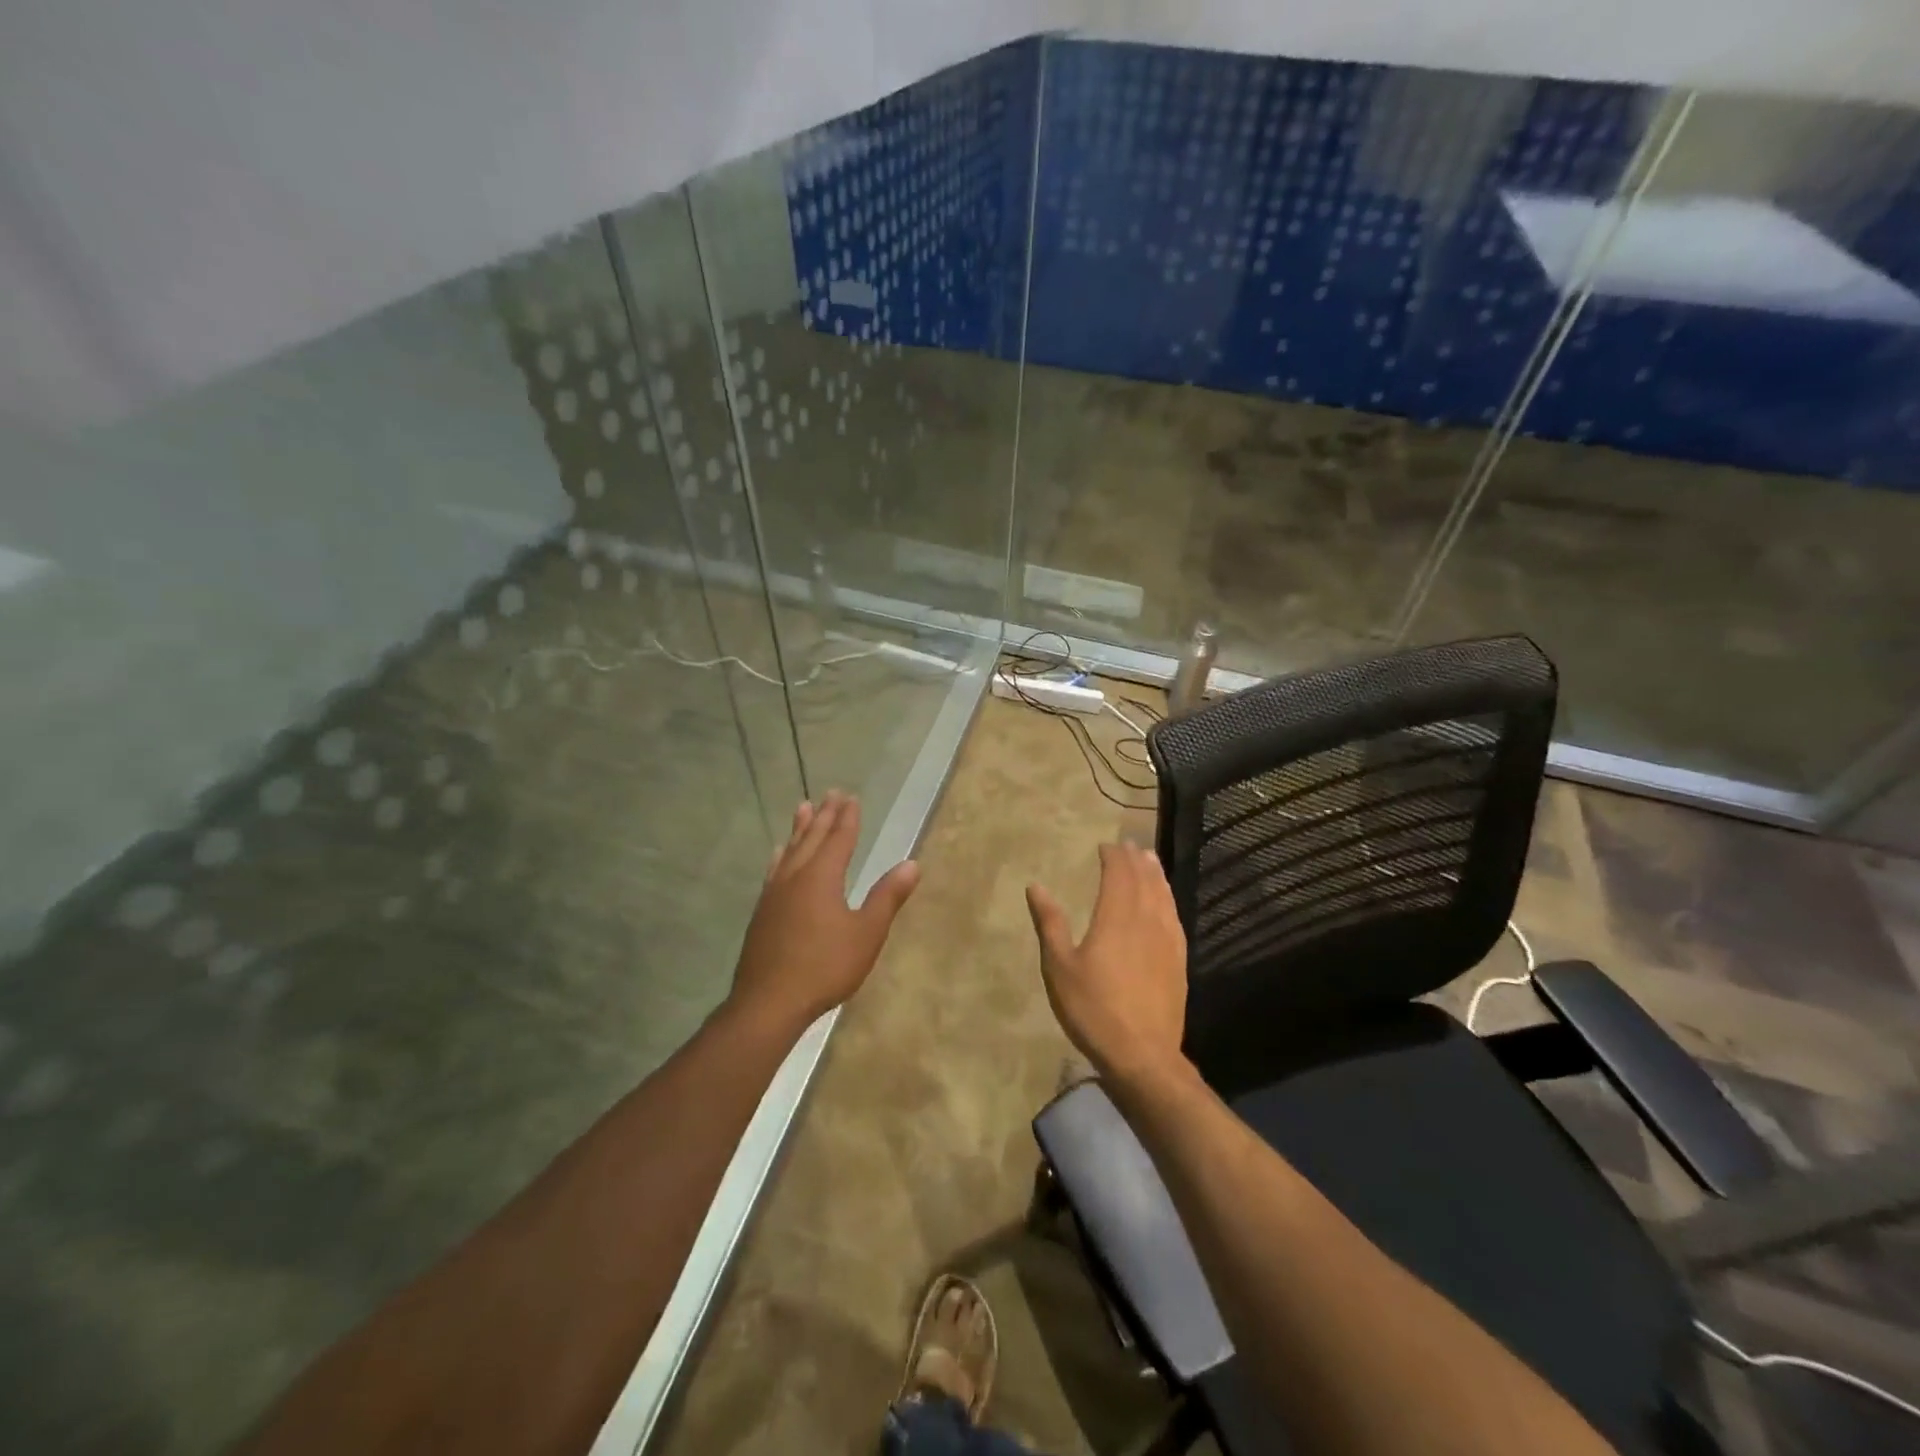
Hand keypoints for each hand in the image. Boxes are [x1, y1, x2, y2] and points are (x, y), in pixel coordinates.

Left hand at [726, 792, 919, 1037]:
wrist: (768, 1002)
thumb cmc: (825, 967)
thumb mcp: (866, 933)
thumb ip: (887, 897)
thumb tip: (912, 864)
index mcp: (822, 877)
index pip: (839, 839)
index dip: (847, 818)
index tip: (852, 797)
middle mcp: (796, 877)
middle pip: (812, 838)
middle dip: (825, 815)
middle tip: (831, 793)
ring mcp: (774, 894)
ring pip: (790, 850)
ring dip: (800, 829)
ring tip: (803, 808)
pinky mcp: (763, 912)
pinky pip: (774, 870)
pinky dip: (781, 855)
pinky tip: (778, 855)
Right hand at [1026, 841, 1187, 1083]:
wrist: (1143, 1054)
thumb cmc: (1093, 1009)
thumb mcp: (1059, 967)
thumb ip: (1050, 923)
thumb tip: (1036, 886)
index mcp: (1116, 917)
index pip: (1119, 874)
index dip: (1114, 856)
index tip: (1106, 845)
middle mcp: (1146, 920)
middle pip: (1144, 880)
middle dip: (1135, 859)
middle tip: (1128, 846)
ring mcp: (1167, 940)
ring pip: (1163, 895)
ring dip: (1155, 874)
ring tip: (1150, 859)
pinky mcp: (1179, 960)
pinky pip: (1174, 917)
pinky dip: (1168, 899)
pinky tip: (1165, 902)